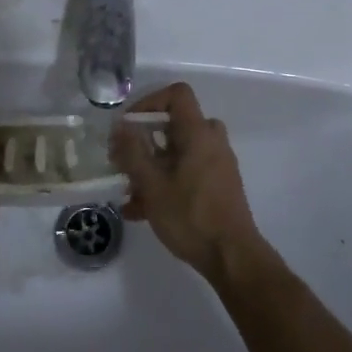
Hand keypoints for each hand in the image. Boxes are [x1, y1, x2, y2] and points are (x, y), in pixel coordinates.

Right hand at [112, 82, 263, 281]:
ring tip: (127, 192)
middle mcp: (211, 141)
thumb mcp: (152, 184)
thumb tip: (119, 126)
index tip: (128, 126)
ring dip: (150, 166)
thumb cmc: (190, 216)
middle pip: (173, 125)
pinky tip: (139, 210)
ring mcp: (216, 164)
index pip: (176, 94)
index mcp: (198, 133)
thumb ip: (133, 151)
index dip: (149, 102)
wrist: (232, 257)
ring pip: (176, 152)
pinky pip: (185, 171)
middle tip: (122, 160)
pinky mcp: (217, 185)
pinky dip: (164, 182)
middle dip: (143, 141)